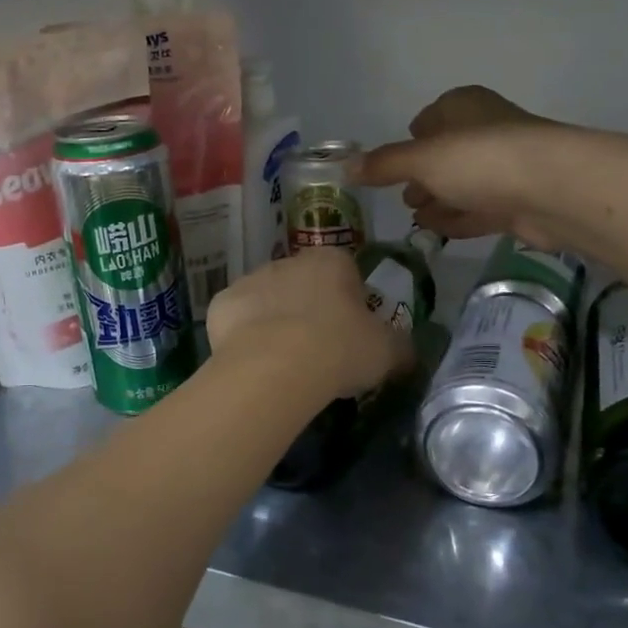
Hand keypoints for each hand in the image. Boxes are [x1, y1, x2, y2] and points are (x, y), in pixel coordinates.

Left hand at [205, 251, 412, 401]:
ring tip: (283, 362)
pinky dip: (244, 337)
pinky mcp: (221, 305)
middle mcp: (288, 260)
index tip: (351, 333)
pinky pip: (237, 320)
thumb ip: (400, 346)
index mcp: (332, 261)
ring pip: (267, 300)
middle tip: (318, 350)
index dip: (349, 302)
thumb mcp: (388, 352)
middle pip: (303, 283)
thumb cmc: (340, 349)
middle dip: (309, 309)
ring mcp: (250, 279)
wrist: (275, 366)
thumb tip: (407, 351)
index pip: (346, 272)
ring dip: (274, 321)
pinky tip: (254, 364)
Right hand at [355, 86, 571, 247]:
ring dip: (439, 199)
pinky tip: (437, 230)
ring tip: (415, 217)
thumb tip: (346, 168)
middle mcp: (485, 130)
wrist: (553, 190)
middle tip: (402, 197)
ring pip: (463, 183)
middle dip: (423, 175)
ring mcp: (505, 167)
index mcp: (463, 106)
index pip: (430, 118)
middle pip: (446, 153)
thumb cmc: (480, 160)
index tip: (391, 166)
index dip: (411, 140)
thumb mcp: (421, 159)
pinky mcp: (518, 201)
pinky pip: (479, 208)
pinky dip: (458, 217)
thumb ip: (384, 165)